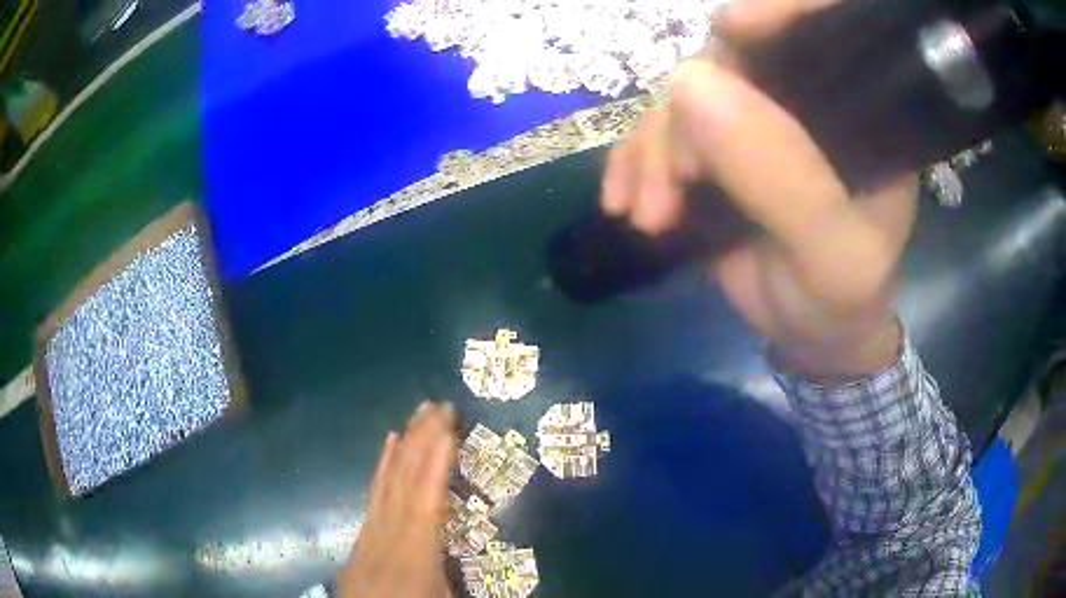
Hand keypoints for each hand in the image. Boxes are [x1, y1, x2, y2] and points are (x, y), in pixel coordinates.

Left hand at [338, 402, 455, 597]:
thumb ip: (460, 574)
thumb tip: (499, 561)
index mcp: (415, 553)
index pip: (427, 501)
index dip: (437, 464)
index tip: (449, 428)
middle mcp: (389, 533)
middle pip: (406, 482)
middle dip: (422, 440)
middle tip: (438, 405)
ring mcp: (371, 529)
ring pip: (389, 481)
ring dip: (405, 445)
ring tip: (417, 414)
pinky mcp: (362, 532)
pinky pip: (374, 492)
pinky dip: (383, 466)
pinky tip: (388, 446)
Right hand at [602, 0, 916, 377]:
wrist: (811, 335)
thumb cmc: (842, 300)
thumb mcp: (833, 257)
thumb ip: (785, 178)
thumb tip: (690, 83)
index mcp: (859, 114)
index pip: (826, 33)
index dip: (782, 11)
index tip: (734, 28)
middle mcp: (806, 101)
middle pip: (735, 58)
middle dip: (690, 113)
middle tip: (676, 185)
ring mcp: (755, 119)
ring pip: (685, 95)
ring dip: (654, 150)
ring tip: (650, 215)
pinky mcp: (715, 146)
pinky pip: (660, 130)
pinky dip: (634, 162)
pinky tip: (625, 203)